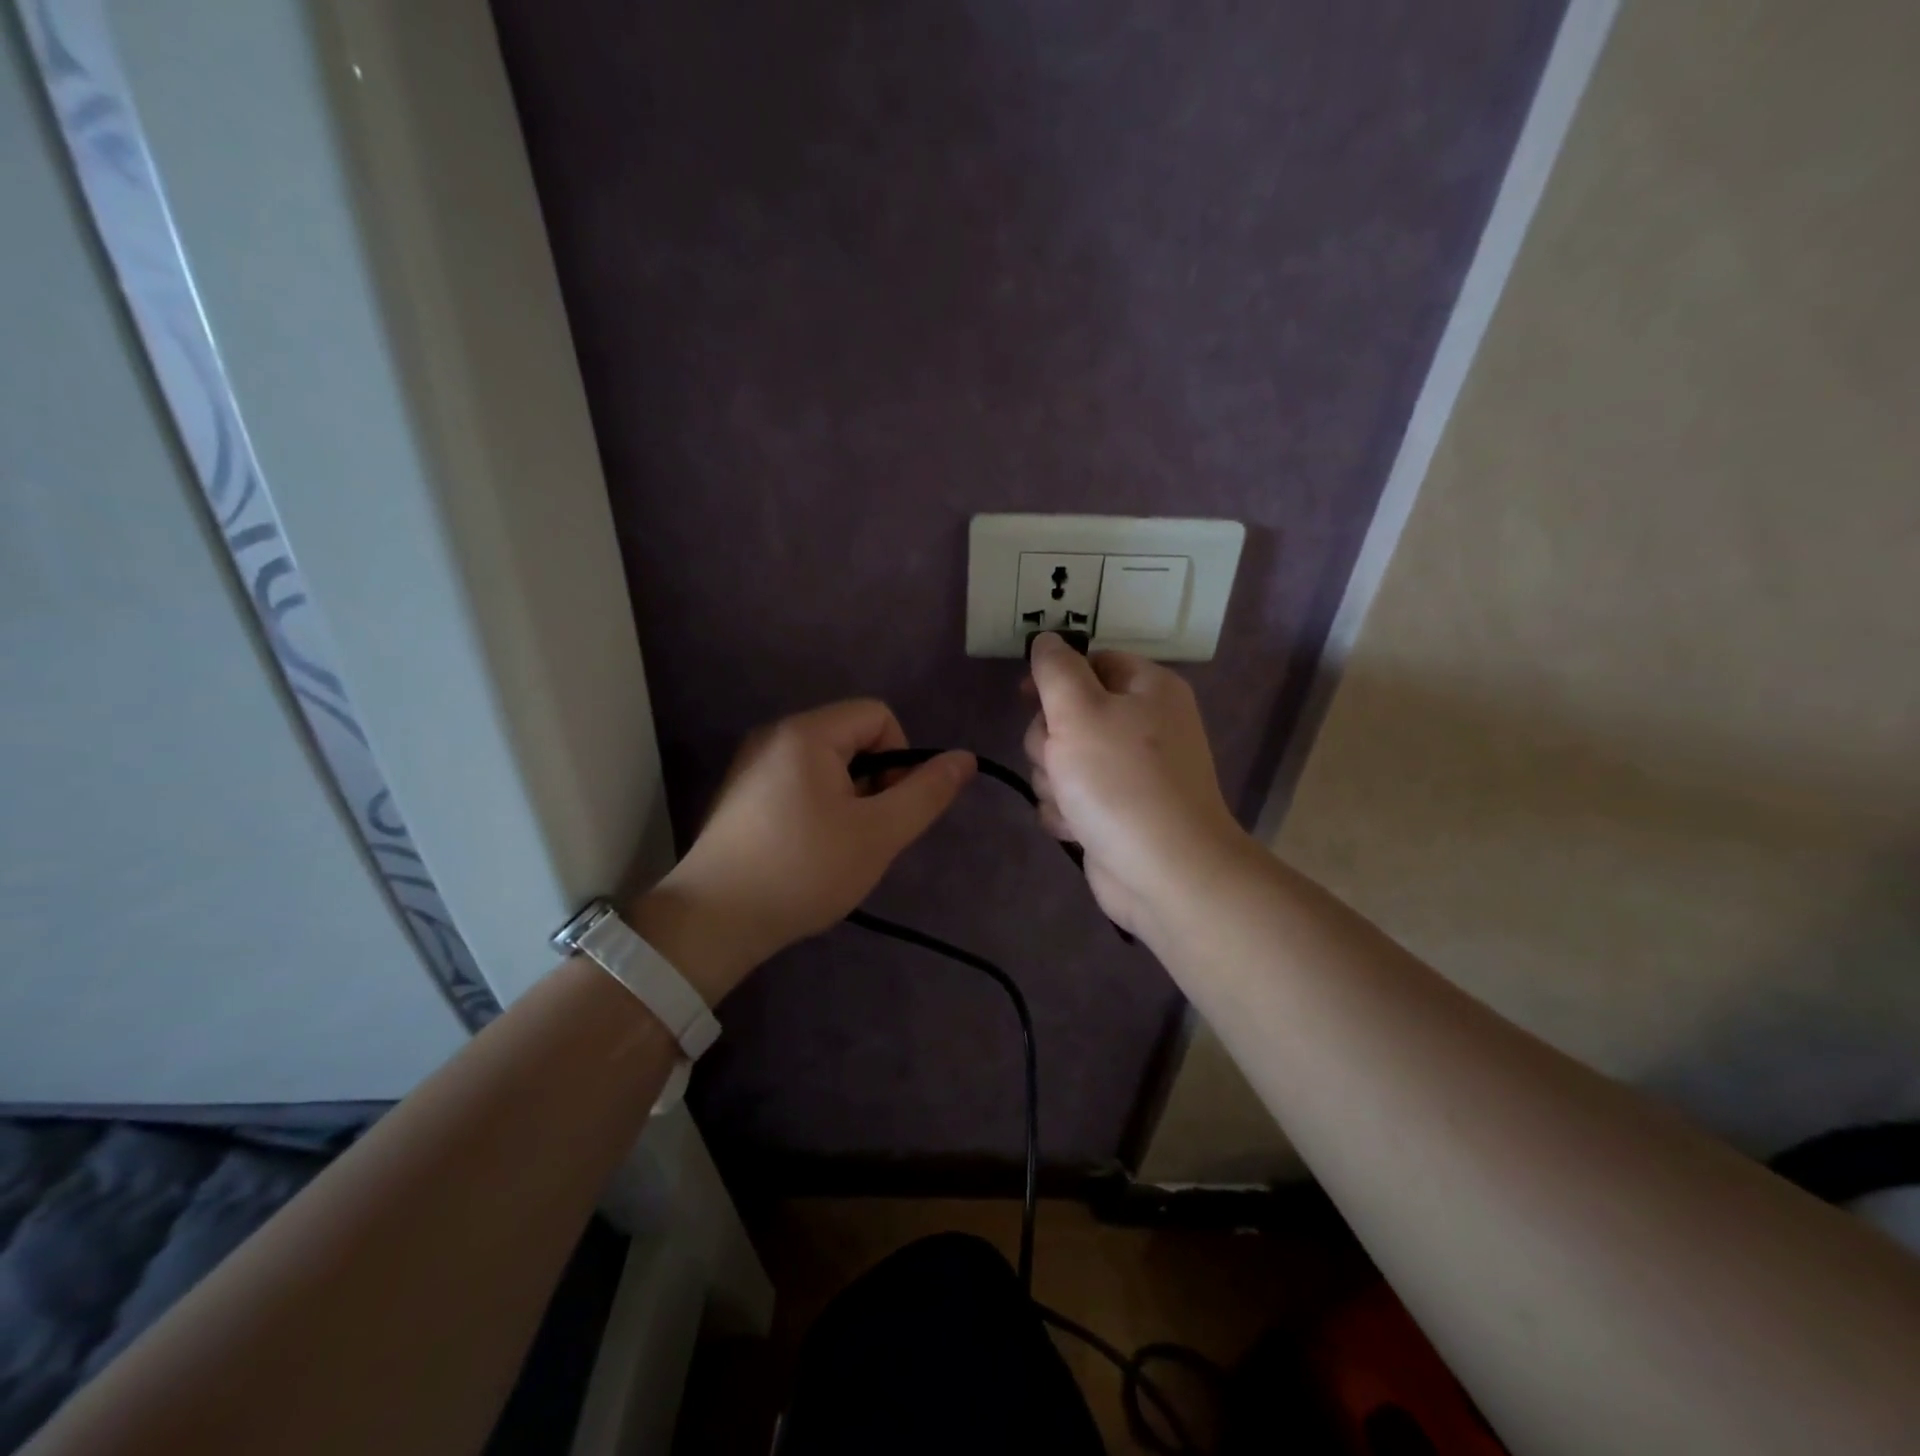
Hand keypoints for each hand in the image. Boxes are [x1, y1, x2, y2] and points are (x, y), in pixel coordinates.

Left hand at [632, 700, 973, 999]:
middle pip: (851, 737)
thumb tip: (965, 758)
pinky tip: (808, 850)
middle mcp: (775, 735)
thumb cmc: (804, 870)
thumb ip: (926, 793)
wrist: (714, 921)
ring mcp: (752, 763)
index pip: (878, 716)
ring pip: (826, 763)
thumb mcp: (879, 834)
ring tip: (838, 846)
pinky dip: (817, 806)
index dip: (900, 757)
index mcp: (807, 733)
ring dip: (848, 797)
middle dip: (874, 781)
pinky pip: (797, 780)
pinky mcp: (740, 792)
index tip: (889, 809)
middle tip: (866, 834)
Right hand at [1024, 633, 1249, 939]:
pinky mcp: (1115, 812)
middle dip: (1050, 742)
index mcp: (1147, 689)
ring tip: (1074, 802)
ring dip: (1054, 782)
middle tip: (1061, 760)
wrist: (1165, 871)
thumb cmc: (1121, 781)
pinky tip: (1079, 828)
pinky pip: (1070, 798)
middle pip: (1068, 714)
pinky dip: (1067, 813)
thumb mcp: (1079, 710)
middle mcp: (1142, 726)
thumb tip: (1047, 640)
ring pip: (1062, 760)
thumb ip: (1056, 670)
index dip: (1054, 676)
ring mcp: (1129, 773)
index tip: (1026, 697)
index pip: (1092, 661)